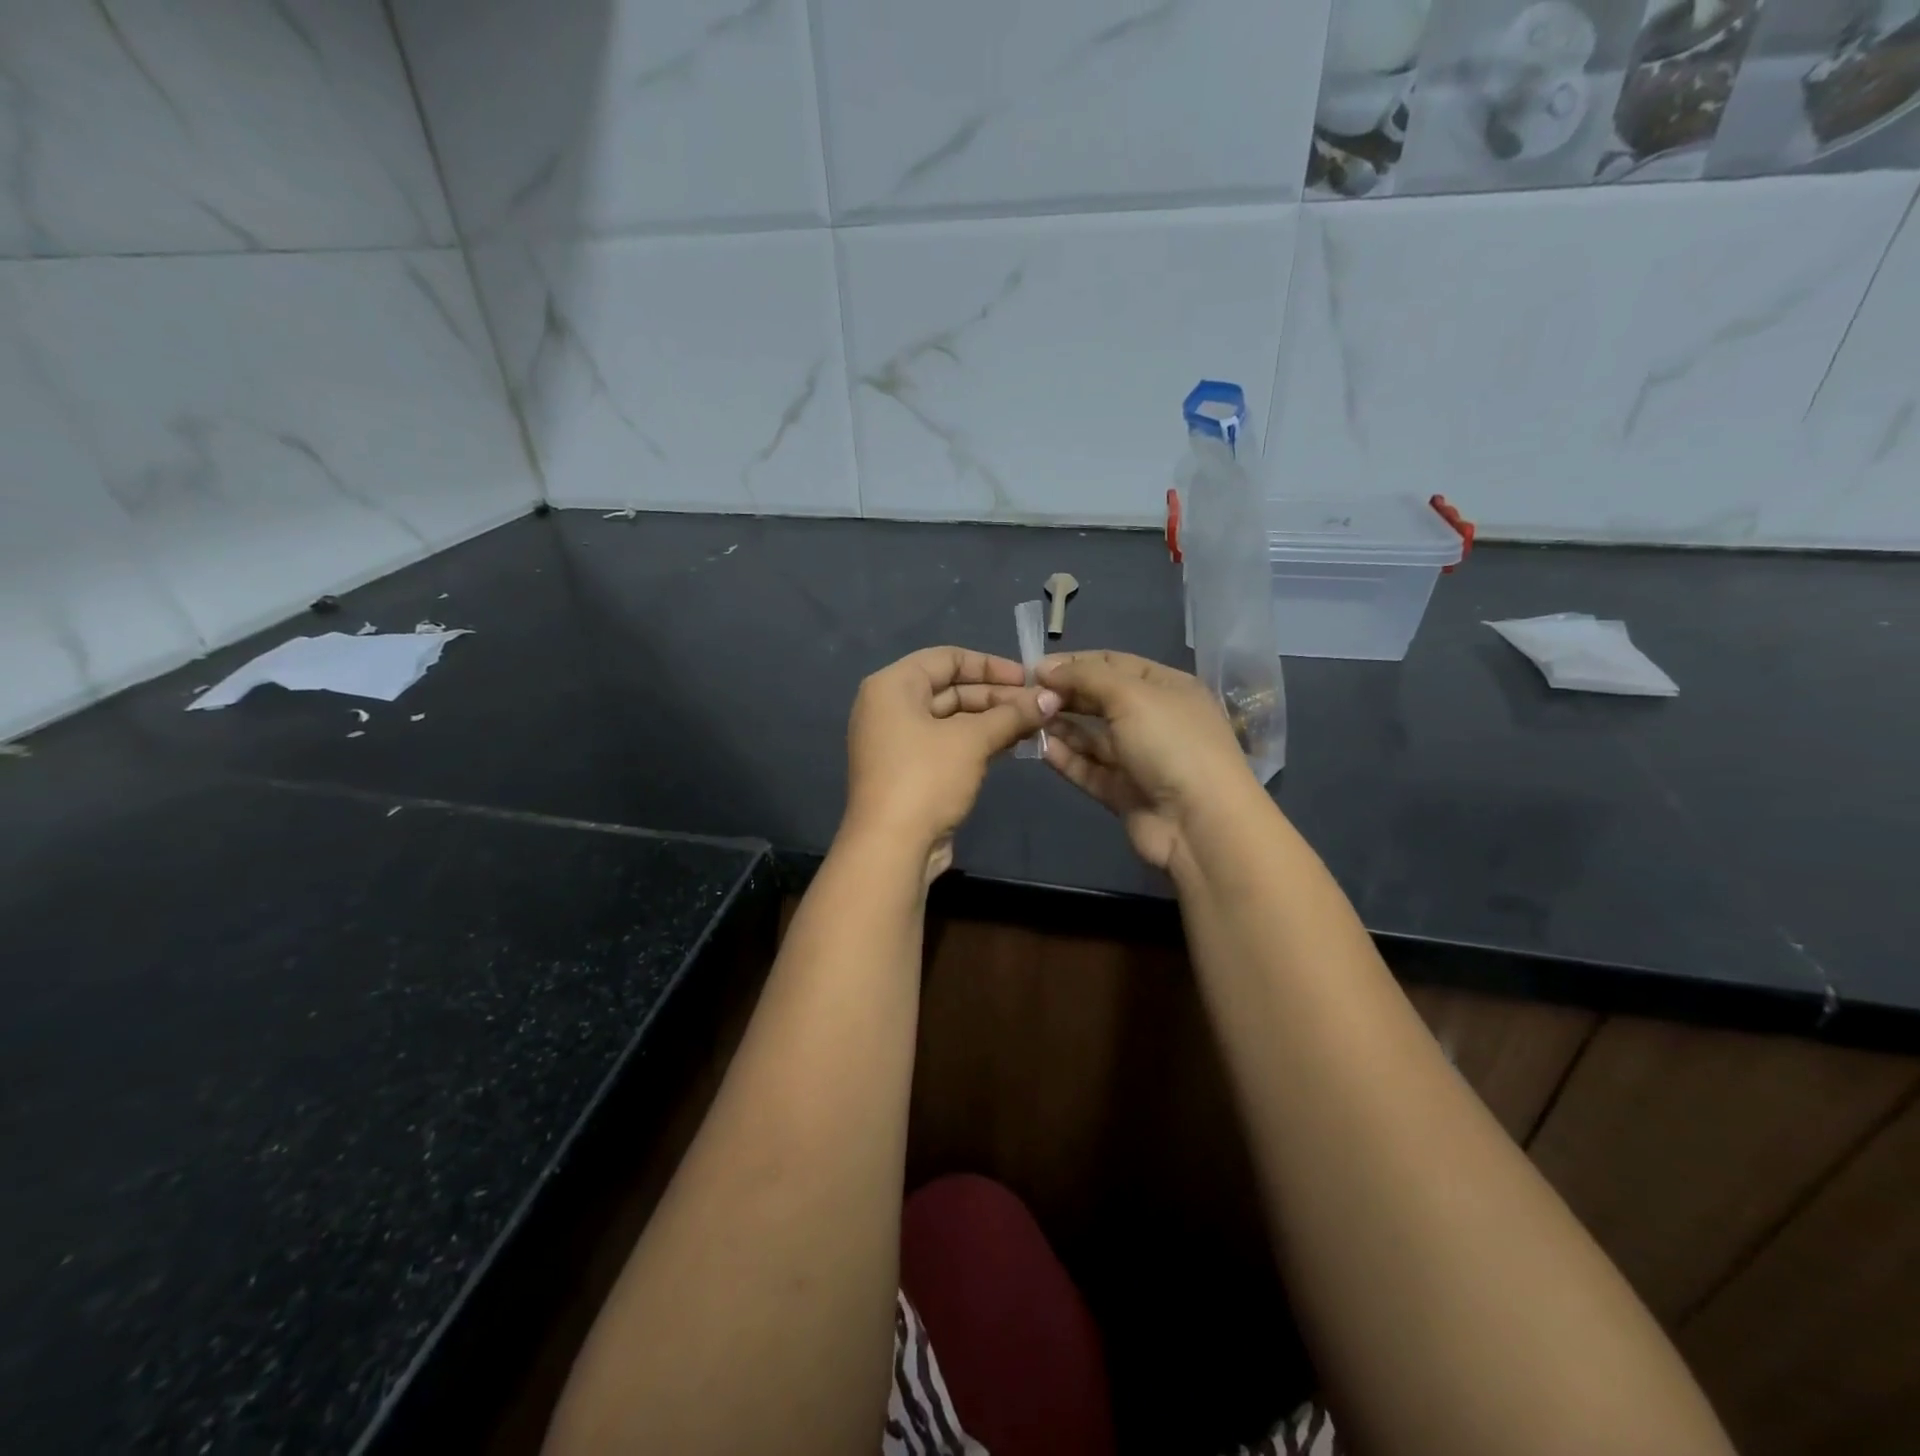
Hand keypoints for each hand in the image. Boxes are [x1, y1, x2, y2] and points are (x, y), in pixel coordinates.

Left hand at [843, 647, 1059, 879]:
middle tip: (1040, 706)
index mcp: (893, 686)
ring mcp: (898, 742)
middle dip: (997, 697)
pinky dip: (978, 742)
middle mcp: (890, 708)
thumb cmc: (926, 778)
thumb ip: (1011, 715)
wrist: (891, 847)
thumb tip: (1050, 698)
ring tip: (1035, 725)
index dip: (990, 665)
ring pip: (952, 719)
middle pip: (950, 689)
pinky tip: (1012, 746)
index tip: (1028, 678)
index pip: (947, 658)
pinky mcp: (909, 772)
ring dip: (992, 721)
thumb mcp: (972, 740)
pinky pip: (947, 745)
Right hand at [1038, 650, 1256, 870]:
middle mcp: (1154, 719)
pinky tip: (1040, 748)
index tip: (1035, 667)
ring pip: (1092, 737)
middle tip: (1026, 695)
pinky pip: (1089, 769)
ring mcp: (1139, 758)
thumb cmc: (1171, 743)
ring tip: (1025, 719)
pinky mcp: (1123, 791)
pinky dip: (1066, 758)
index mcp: (1166, 687)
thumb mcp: (1130, 695)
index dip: (1075, 662)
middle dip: (1065, 695)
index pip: (1114, 664)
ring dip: (1060, 726)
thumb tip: (1045, 667)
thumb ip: (1085, 676)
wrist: (1199, 822)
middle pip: (1100, 700)